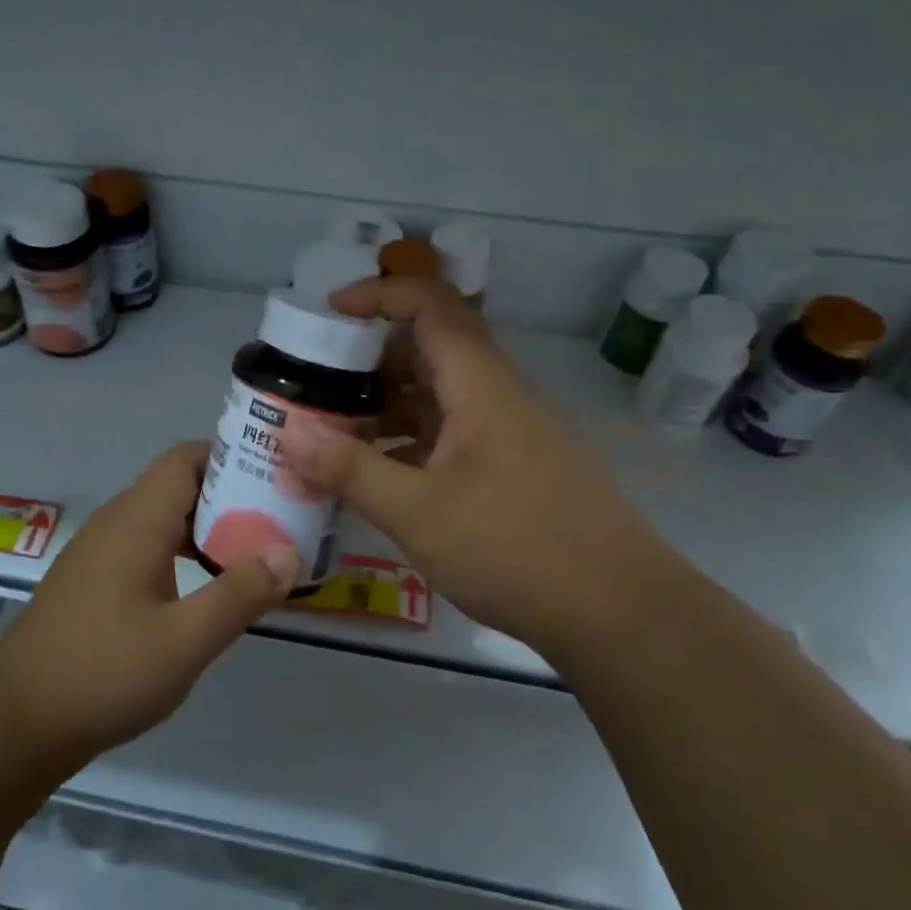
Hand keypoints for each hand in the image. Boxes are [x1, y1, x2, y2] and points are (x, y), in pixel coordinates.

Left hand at [0, 443, 300, 758]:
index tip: (275, 478)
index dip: (232, 458)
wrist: (17, 718)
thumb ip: (238, 594)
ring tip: (252, 551)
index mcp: (138, 520)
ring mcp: (101, 550)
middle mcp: (118, 521)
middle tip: (277, 519)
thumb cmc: (104, 672)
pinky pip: (147, 543)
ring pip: (163, 516)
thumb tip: (288, 553)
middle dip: (230, 495)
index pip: (187, 458)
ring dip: (207, 527)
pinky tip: (205, 587)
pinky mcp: (94, 578)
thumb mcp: (184, 641)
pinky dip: (182, 550)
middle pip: (179, 484)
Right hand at [284, 278, 675, 652]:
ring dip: (388, 405)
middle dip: (370, 359)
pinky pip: (453, 433)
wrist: (621, 614)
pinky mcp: (516, 468)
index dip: (378, 295)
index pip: (430, 305)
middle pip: (431, 348)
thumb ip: (350, 470)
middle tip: (318, 384)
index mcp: (481, 385)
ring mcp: (511, 433)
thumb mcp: (419, 512)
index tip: (328, 312)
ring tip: (335, 432)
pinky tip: (379, 476)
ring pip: (440, 395)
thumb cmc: (518, 550)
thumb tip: (288, 433)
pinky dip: (411, 440)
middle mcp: (499, 396)